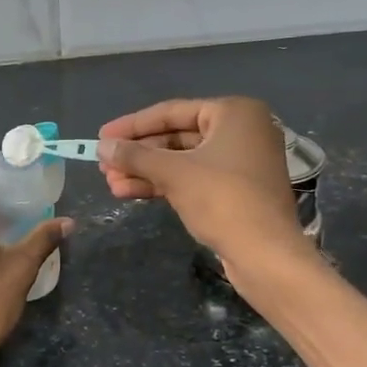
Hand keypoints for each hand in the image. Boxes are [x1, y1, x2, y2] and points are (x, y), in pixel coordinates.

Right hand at [98, 97, 303, 263]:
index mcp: (234, 113)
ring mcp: (240, 162)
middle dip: (138, 153)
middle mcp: (241, 130)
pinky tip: (130, 192)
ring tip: (111, 183)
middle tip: (104, 164)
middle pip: (176, 137)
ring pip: (182, 161)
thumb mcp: (173, 173)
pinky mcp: (235, 190)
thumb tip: (102, 146)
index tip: (101, 136)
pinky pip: (193, 178)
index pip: (171, 112)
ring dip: (145, 171)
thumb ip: (134, 155)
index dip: (132, 125)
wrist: (265, 254)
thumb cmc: (222, 199)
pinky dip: (164, 184)